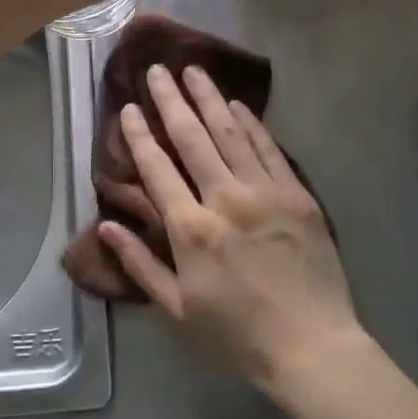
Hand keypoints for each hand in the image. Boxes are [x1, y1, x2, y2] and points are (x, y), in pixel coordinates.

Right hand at [97, 64, 362, 399]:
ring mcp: (265, 192)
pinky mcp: (297, 194)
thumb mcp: (177, 311)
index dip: (139, 135)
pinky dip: (250, 123)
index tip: (128, 107)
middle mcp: (225, 199)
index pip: (157, 169)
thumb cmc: (237, 336)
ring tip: (193, 70)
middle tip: (157, 70)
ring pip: (230, 132)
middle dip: (171, 100)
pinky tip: (236, 104)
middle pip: (192, 138)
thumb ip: (139, 265)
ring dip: (209, 98)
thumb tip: (104, 226)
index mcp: (190, 229)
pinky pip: (268, 148)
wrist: (313, 348)